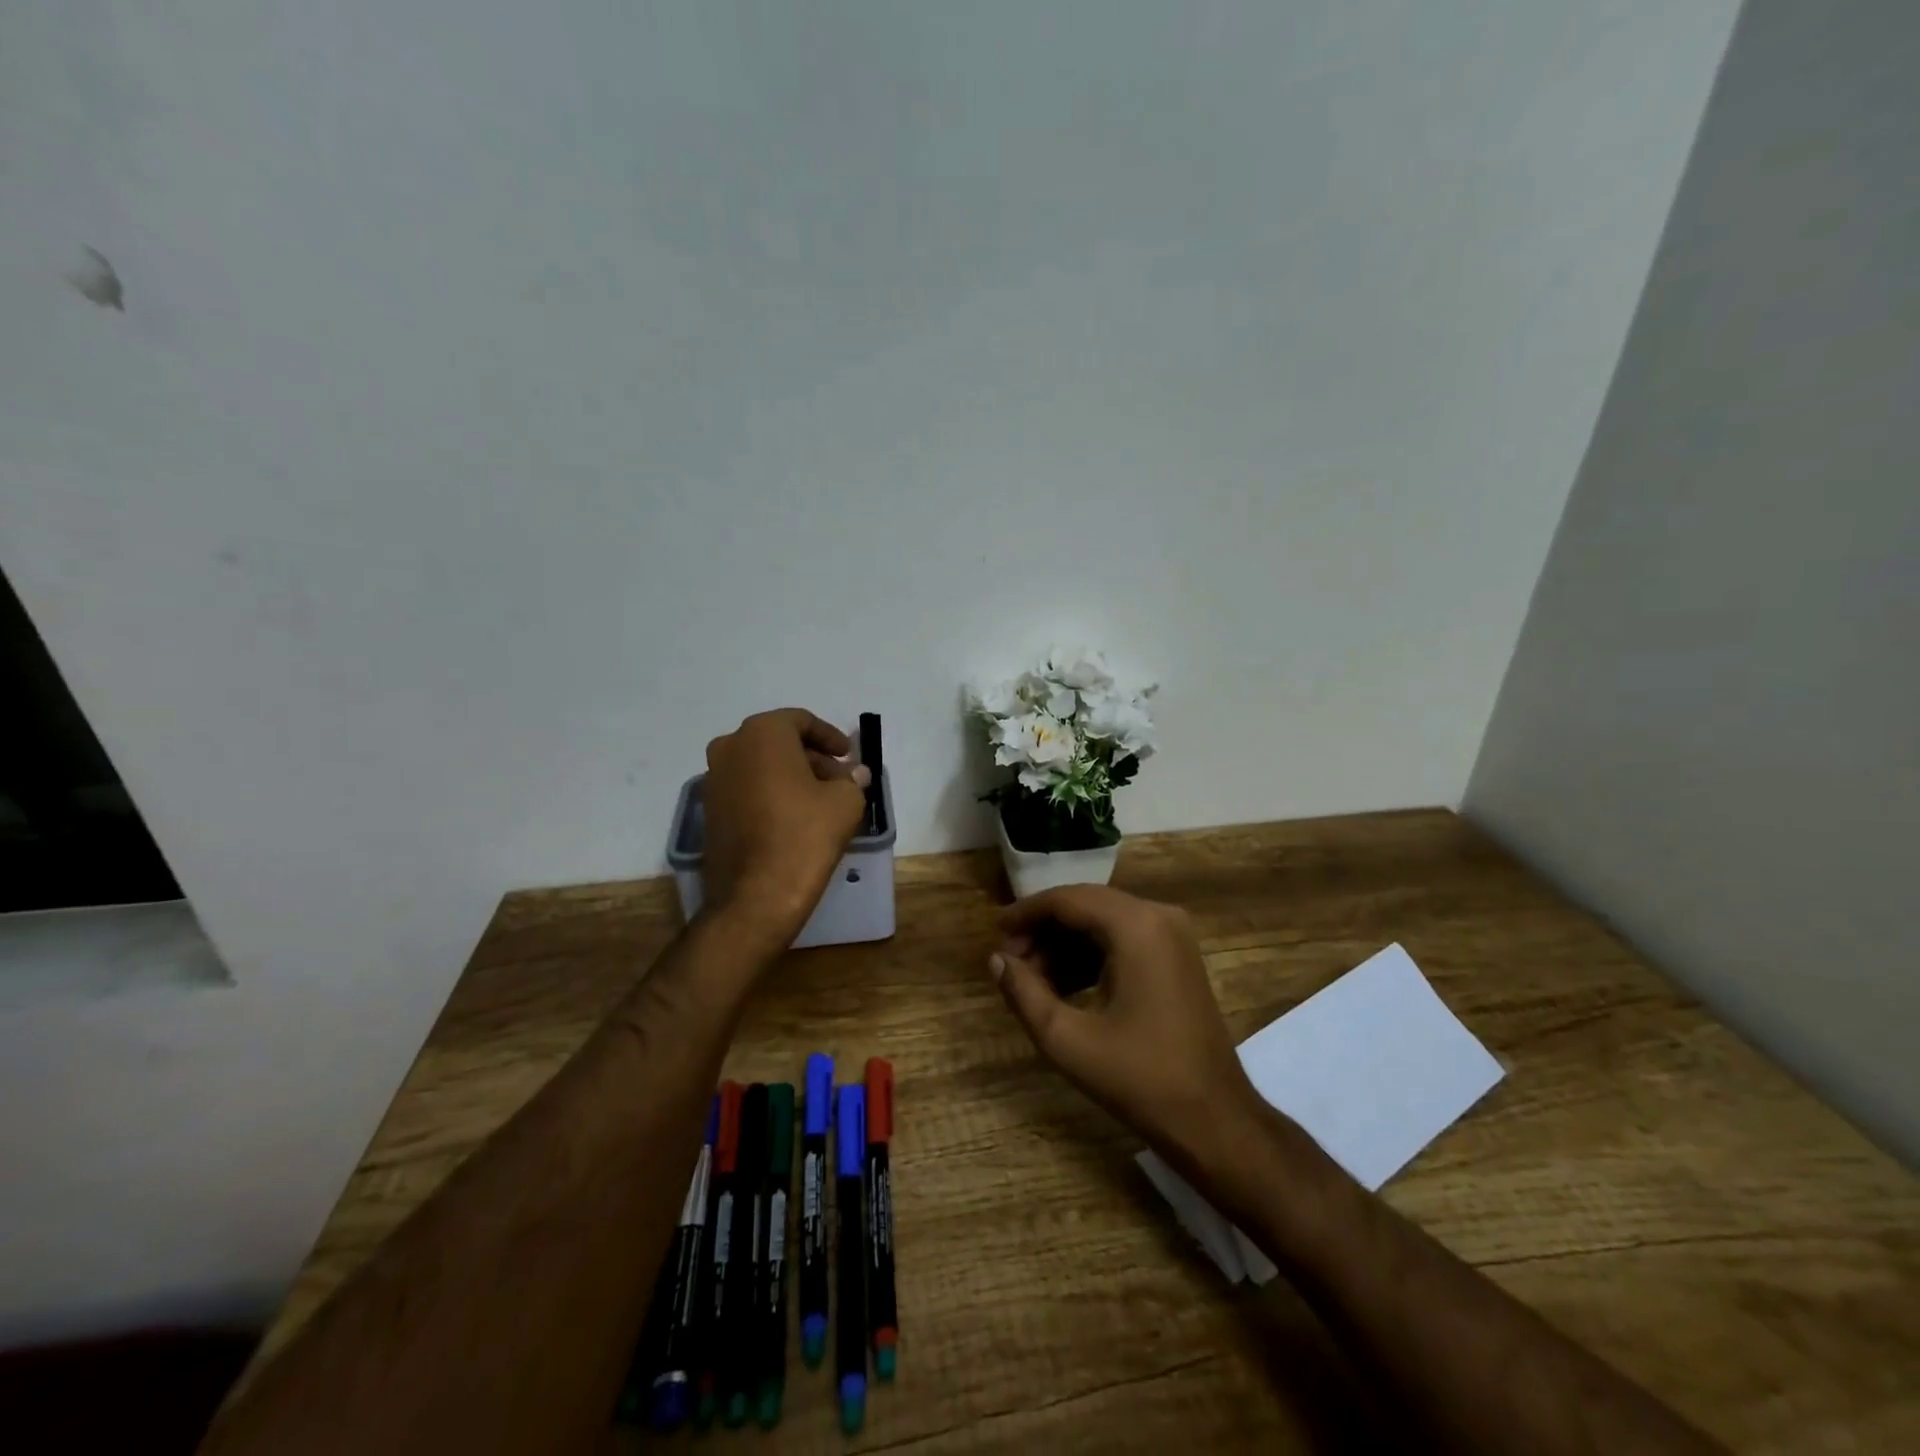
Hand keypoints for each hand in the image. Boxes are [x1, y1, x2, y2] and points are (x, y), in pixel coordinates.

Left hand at [701, 709, 870, 948]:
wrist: (755, 896)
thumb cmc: (805, 836)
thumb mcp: (845, 802)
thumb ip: (851, 780)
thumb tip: (854, 774)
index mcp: (763, 734)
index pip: (801, 721)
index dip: (830, 736)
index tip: (848, 756)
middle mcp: (730, 747)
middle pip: (778, 742)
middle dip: (811, 757)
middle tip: (838, 779)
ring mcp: (713, 779)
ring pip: (760, 765)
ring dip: (790, 775)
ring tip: (820, 800)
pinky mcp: (709, 810)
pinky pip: (746, 788)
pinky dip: (770, 793)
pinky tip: (793, 817)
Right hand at [988, 885, 1262, 1167]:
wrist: (1214, 1120)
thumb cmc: (1140, 1078)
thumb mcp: (1068, 1039)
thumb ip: (1024, 993)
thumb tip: (996, 960)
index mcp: (1136, 926)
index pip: (1067, 900)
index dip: (1026, 913)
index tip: (995, 936)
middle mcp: (1158, 916)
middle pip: (1085, 906)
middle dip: (1043, 931)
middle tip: (1009, 963)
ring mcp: (1172, 935)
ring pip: (1102, 922)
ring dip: (1064, 945)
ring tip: (1030, 981)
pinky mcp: (1176, 957)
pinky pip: (1123, 939)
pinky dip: (1089, 956)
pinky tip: (1062, 988)